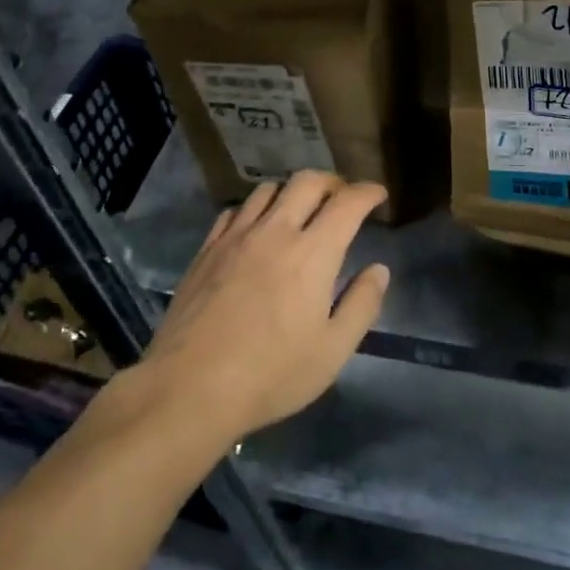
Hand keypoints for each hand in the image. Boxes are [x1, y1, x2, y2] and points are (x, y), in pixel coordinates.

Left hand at [140, 171, 388, 442]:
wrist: (190, 388)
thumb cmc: (271, 374)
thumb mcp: (332, 351)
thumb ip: (362, 305)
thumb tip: (379, 269)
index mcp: (313, 253)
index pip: (347, 203)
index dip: (368, 192)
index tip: (378, 194)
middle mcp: (275, 231)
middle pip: (307, 182)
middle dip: (332, 182)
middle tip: (342, 198)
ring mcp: (236, 237)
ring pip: (268, 189)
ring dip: (292, 192)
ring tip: (299, 210)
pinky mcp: (207, 249)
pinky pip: (235, 211)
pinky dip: (255, 209)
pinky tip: (256, 228)